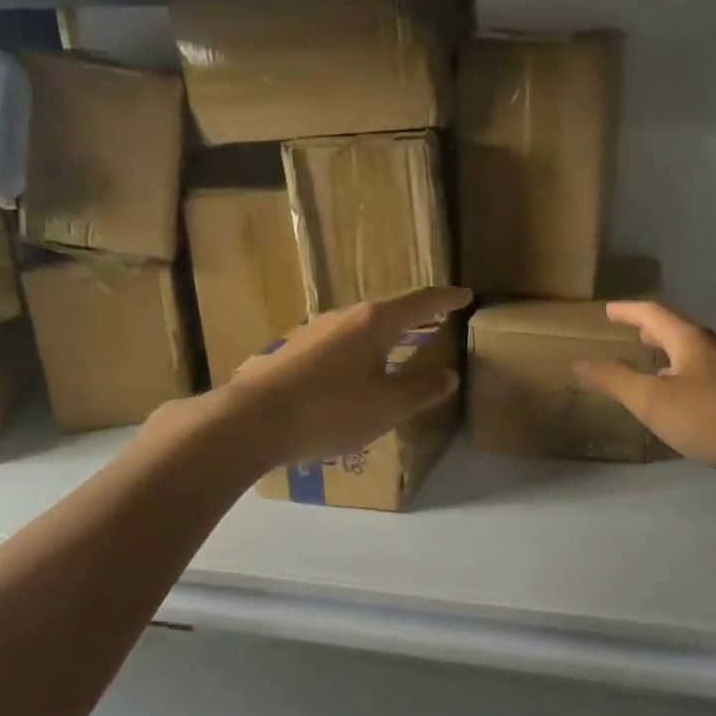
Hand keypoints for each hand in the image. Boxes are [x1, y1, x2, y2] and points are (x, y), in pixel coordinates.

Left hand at [219, 285, 470, 466]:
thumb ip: (422, 389)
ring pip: (360, 328)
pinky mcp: (293, 352)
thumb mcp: (388, 406)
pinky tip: (355, 376)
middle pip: (388, 311)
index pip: (420, 302)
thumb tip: (448, 374)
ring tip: (398, 350)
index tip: (465, 295)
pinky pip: (339, 346)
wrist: (250, 420)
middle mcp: (344, 317)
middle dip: (414, 316)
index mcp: (374, 322)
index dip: (446, 299)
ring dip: (384, 336)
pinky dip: (359, 353)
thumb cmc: (330, 410)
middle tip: (435, 321)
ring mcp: (314, 332)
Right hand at [573, 302, 715, 476]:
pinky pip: (702, 373)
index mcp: (688, 340)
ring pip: (690, 353)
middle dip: (650, 330)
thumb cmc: (710, 416)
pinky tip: (680, 398)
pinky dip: (682, 374)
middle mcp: (711, 347)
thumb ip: (615, 380)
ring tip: (650, 363)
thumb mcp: (652, 400)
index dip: (628, 311)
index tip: (608, 310)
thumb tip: (579, 362)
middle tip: (630, 332)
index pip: (653, 313)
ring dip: (667, 353)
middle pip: (675, 330)